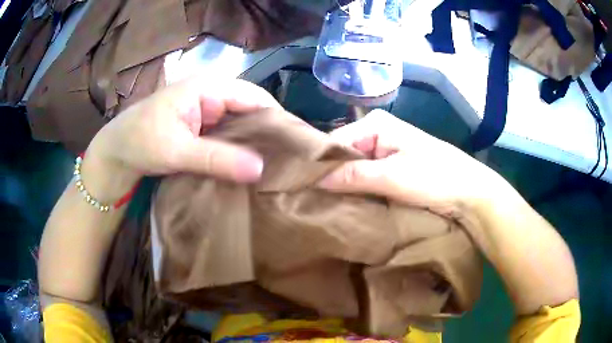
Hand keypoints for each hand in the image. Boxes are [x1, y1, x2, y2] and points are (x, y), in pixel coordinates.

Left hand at [84, 77, 280, 196]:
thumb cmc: (140, 141)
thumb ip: (217, 158)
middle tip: (290, 161)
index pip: (255, 97)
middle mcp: (212, 95)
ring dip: (255, 144)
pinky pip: (229, 136)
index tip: (296, 146)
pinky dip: (240, 150)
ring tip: (276, 166)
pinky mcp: (202, 128)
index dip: (278, 118)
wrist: (116, 153)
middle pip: (251, 110)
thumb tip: (260, 169)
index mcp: (208, 88)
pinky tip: (250, 167)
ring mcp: (207, 112)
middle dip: (269, 133)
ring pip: (241, 124)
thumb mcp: (177, 150)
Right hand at [319, 109, 505, 216]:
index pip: (335, 142)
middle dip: (329, 175)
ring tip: (320, 203)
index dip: (318, 164)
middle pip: (343, 154)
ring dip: (342, 184)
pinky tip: (344, 202)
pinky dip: (356, 189)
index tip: (300, 188)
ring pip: (353, 167)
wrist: (469, 193)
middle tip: (308, 199)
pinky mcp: (391, 168)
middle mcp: (377, 132)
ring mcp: (384, 151)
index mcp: (376, 124)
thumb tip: (313, 180)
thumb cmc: (434, 177)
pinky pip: (365, 176)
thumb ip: (353, 176)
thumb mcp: (392, 176)